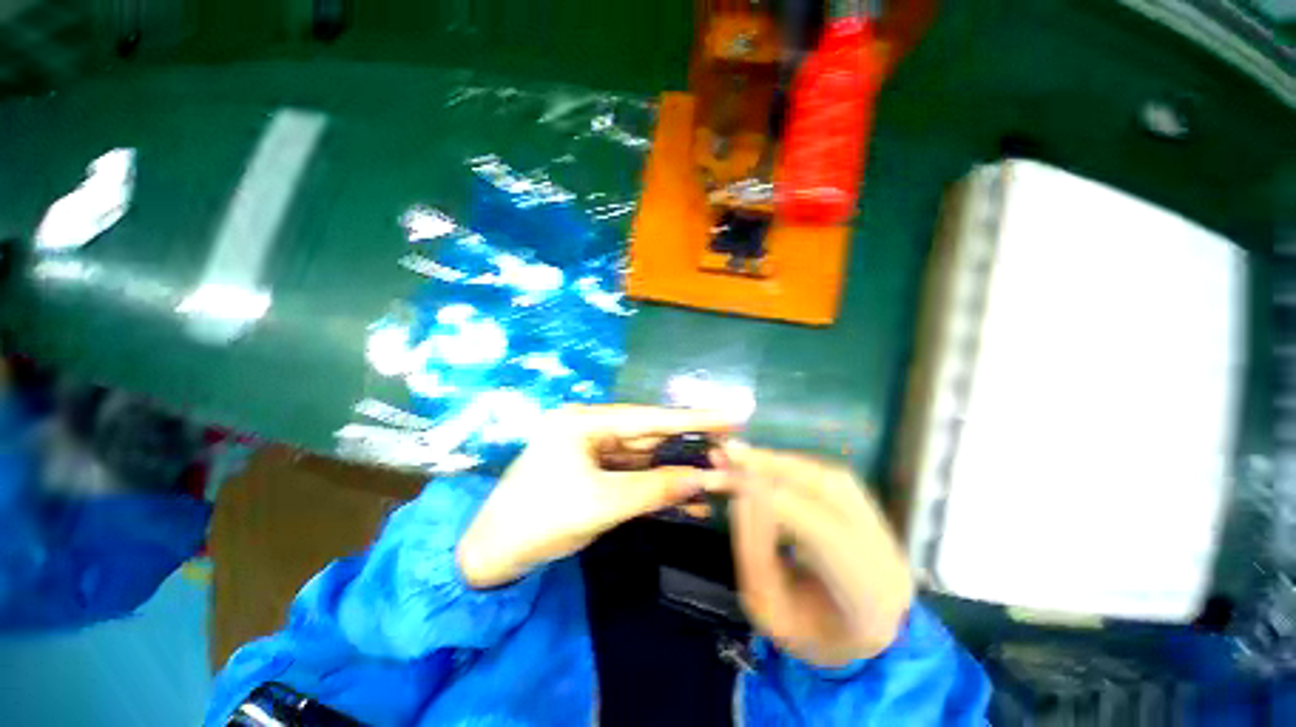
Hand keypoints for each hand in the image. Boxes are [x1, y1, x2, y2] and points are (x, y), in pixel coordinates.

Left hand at [457, 404, 737, 588]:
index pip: (648, 418)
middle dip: (687, 446)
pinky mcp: (595, 472)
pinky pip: (633, 474)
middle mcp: (591, 428)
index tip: (728, 415)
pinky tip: (685, 498)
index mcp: (585, 422)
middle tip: (728, 449)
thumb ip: (655, 488)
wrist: (493, 554)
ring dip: (675, 470)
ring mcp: (593, 450)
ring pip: (644, 457)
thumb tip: (703, 479)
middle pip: (648, 435)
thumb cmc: (541, 519)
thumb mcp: (602, 503)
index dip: (691, 419)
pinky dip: (657, 486)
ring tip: (715, 477)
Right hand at [723, 444, 913, 666]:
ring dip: (774, 459)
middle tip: (725, 453)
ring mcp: (881, 530)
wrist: (857, 636)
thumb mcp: (769, 610)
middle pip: (830, 493)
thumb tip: (741, 495)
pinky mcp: (867, 510)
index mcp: (866, 601)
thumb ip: (755, 553)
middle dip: (771, 466)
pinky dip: (786, 464)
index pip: (826, 540)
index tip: (734, 490)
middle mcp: (883, 555)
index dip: (778, 505)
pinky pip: (823, 474)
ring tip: (733, 453)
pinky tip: (758, 460)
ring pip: (826, 475)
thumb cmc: (807, 632)